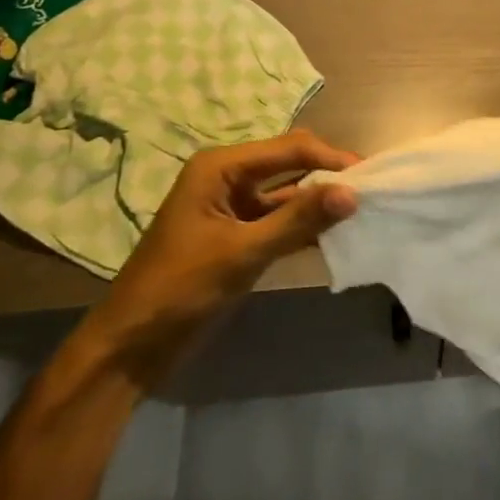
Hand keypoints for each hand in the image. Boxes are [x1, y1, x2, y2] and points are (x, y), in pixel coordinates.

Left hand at [81, 131, 359, 381]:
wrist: (128, 351)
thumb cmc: (178, 290)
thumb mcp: (241, 253)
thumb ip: (297, 220)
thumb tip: (352, 193)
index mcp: (220, 167)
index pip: (289, 149)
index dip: (330, 157)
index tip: (371, 175)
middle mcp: (228, 178)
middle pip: (290, 164)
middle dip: (328, 175)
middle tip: (370, 190)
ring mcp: (233, 208)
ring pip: (288, 194)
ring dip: (319, 202)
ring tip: (361, 212)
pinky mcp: (237, 237)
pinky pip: (280, 221)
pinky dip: (304, 226)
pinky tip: (334, 236)